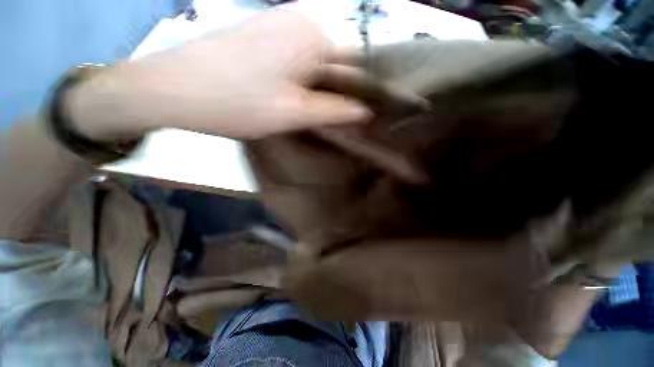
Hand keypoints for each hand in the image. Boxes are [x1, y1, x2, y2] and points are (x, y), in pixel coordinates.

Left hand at [68, 10, 373, 139]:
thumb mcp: (294, 114)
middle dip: (344, 93)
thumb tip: (365, 113)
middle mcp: (303, 21)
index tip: (367, 116)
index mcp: (315, 35)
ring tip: (325, 116)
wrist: (177, 90)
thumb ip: (334, 112)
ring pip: (321, 64)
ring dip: (326, 90)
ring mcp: (283, 26)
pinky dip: (309, 83)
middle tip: (346, 122)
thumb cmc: (238, 103)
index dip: (365, 91)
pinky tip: (303, 102)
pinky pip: (302, 61)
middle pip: (339, 62)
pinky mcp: (268, 37)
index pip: (359, 63)